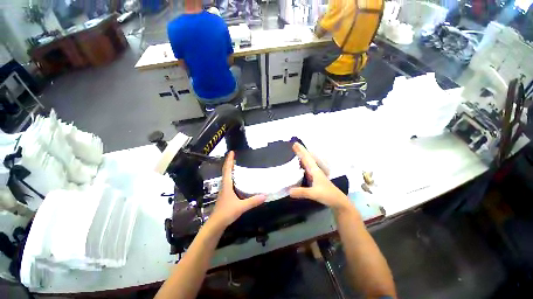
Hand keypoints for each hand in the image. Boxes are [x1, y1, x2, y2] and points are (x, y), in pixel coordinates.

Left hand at [209, 151, 265, 228]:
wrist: (216, 223)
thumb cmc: (226, 213)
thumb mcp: (241, 207)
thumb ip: (253, 201)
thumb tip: (265, 195)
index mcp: (227, 185)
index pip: (227, 169)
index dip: (229, 160)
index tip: (231, 152)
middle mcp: (224, 185)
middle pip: (226, 171)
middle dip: (230, 162)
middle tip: (235, 156)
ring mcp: (224, 190)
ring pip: (226, 176)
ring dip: (230, 169)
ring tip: (237, 164)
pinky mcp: (225, 194)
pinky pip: (228, 181)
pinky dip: (232, 176)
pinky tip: (237, 179)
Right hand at [290, 143, 348, 210]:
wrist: (338, 201)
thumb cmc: (328, 195)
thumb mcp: (314, 193)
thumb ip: (302, 192)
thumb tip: (288, 191)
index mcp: (315, 170)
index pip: (307, 158)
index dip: (301, 151)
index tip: (295, 144)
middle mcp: (314, 171)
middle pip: (306, 159)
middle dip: (300, 152)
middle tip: (293, 145)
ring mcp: (315, 175)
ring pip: (307, 163)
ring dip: (301, 157)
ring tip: (295, 153)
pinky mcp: (314, 179)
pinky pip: (306, 169)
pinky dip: (302, 165)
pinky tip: (299, 166)